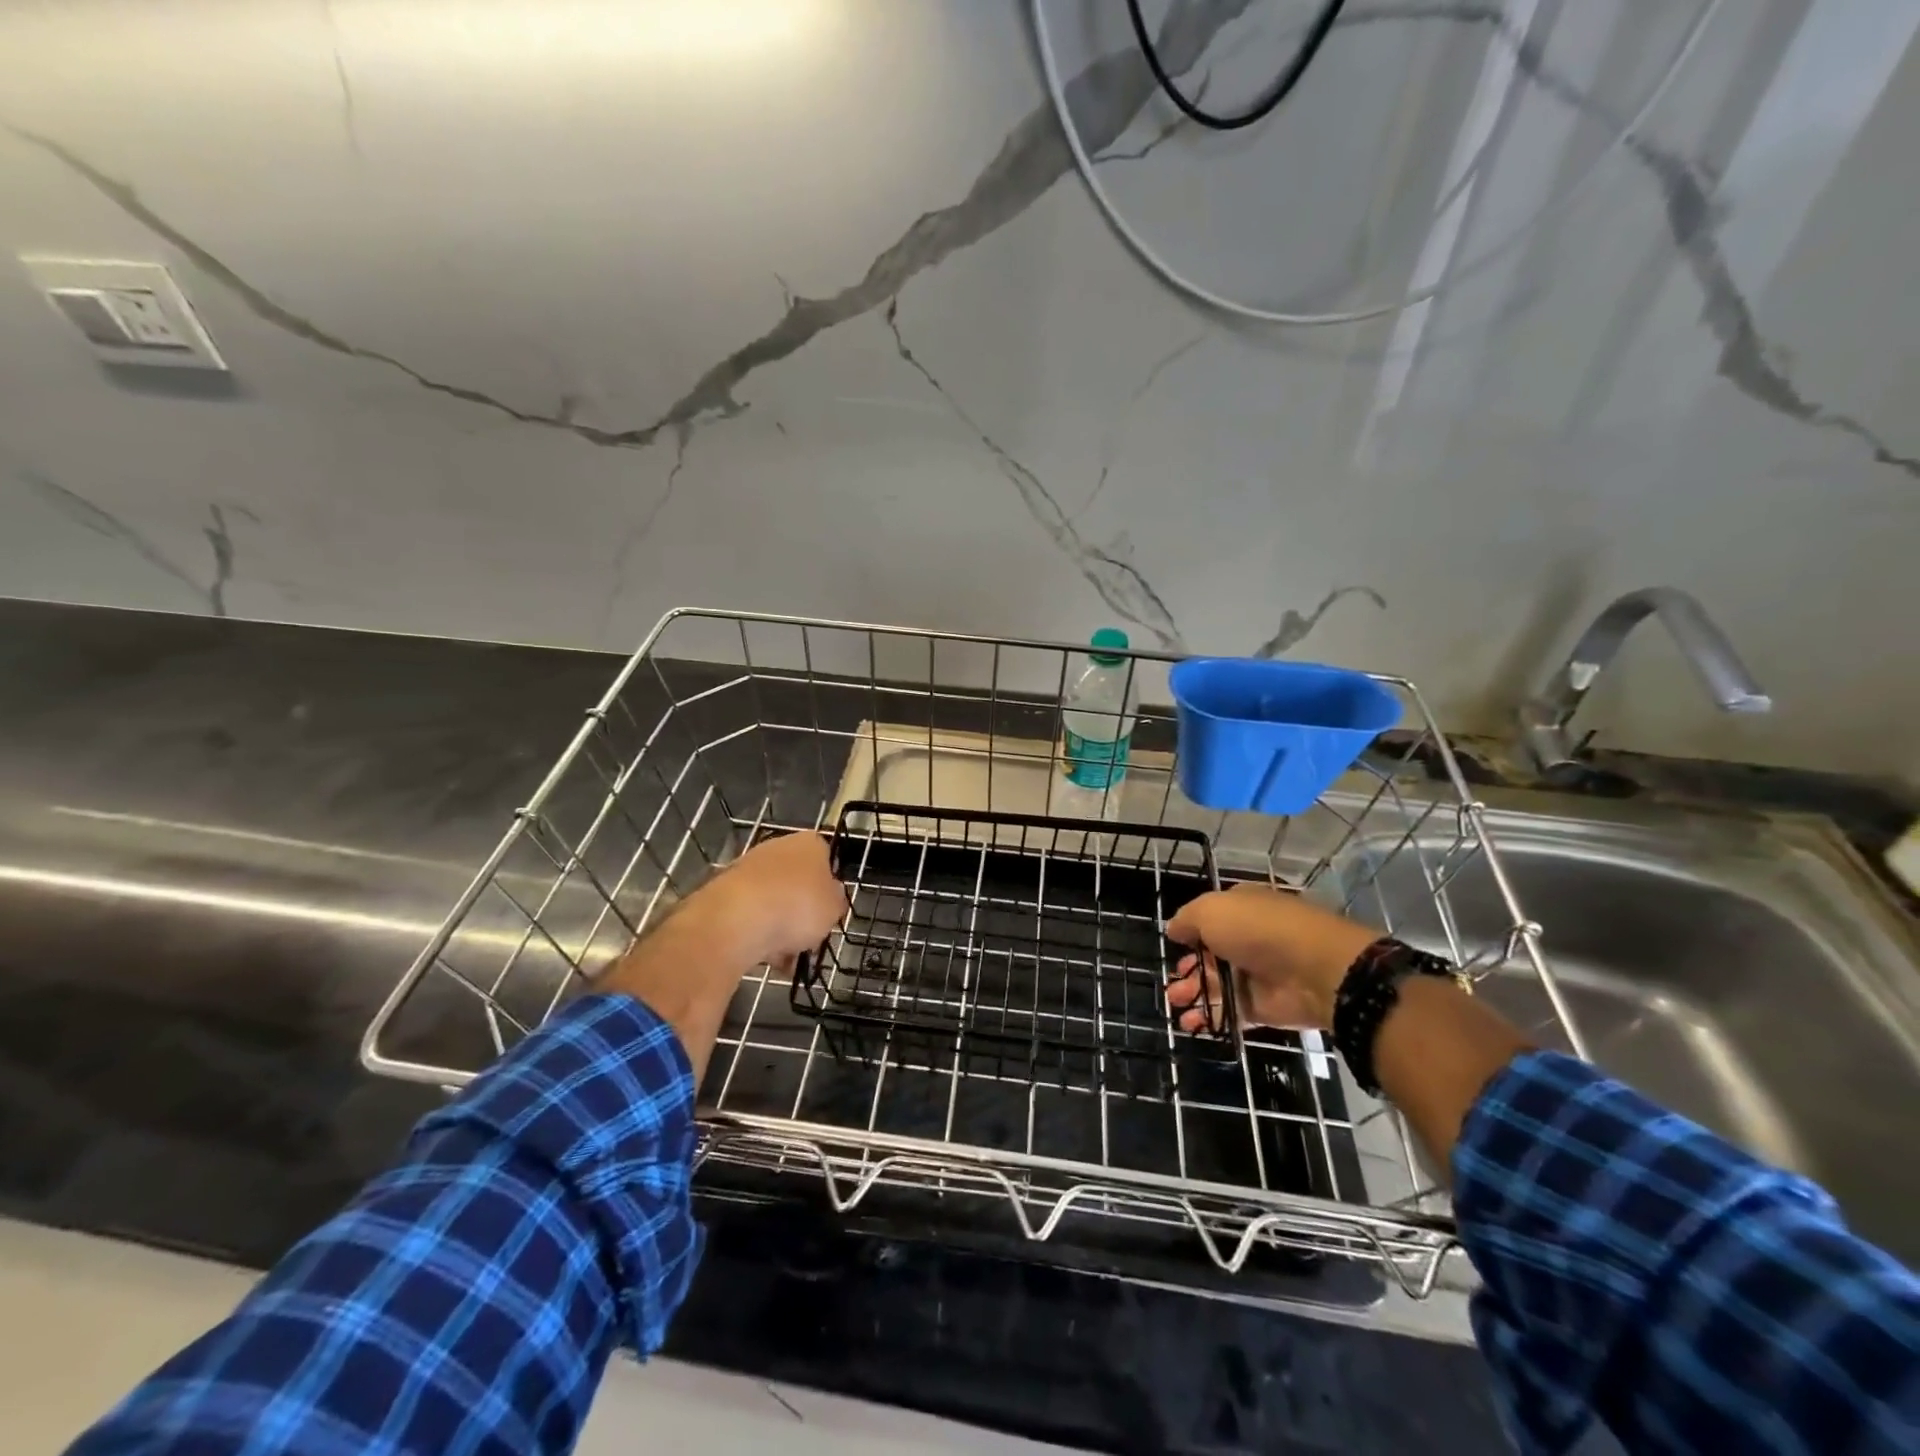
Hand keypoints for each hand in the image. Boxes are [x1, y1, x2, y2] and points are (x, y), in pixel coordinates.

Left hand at [674, 831, 847, 976]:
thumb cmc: (798, 906)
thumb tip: (829, 896)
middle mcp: (777, 848)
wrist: (737, 920)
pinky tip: (765, 958)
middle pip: (796, 881)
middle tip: (809, 937)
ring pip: (773, 901)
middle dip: (801, 910)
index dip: (828, 886)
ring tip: (787, 958)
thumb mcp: (834, 908)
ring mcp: (747, 869)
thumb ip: (835, 900)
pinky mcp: (724, 893)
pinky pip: (750, 916)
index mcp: (809, 844)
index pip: (825, 858)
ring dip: (780, 927)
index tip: (829, 910)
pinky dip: (758, 935)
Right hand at [1164, 883, 1377, 1032]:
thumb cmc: (1258, 930)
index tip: (1174, 946)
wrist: (1314, 970)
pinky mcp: (1264, 1007)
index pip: (1211, 920)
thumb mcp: (1211, 911)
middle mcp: (1249, 939)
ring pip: (1218, 985)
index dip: (1191, 933)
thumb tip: (1174, 930)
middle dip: (1189, 969)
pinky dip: (1210, 1017)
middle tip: (1171, 984)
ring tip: (1175, 1004)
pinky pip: (1231, 1012)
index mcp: (1240, 909)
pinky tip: (1190, 1024)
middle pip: (1212, 955)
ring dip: (1194, 994)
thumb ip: (1187, 920)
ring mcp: (1257, 975)